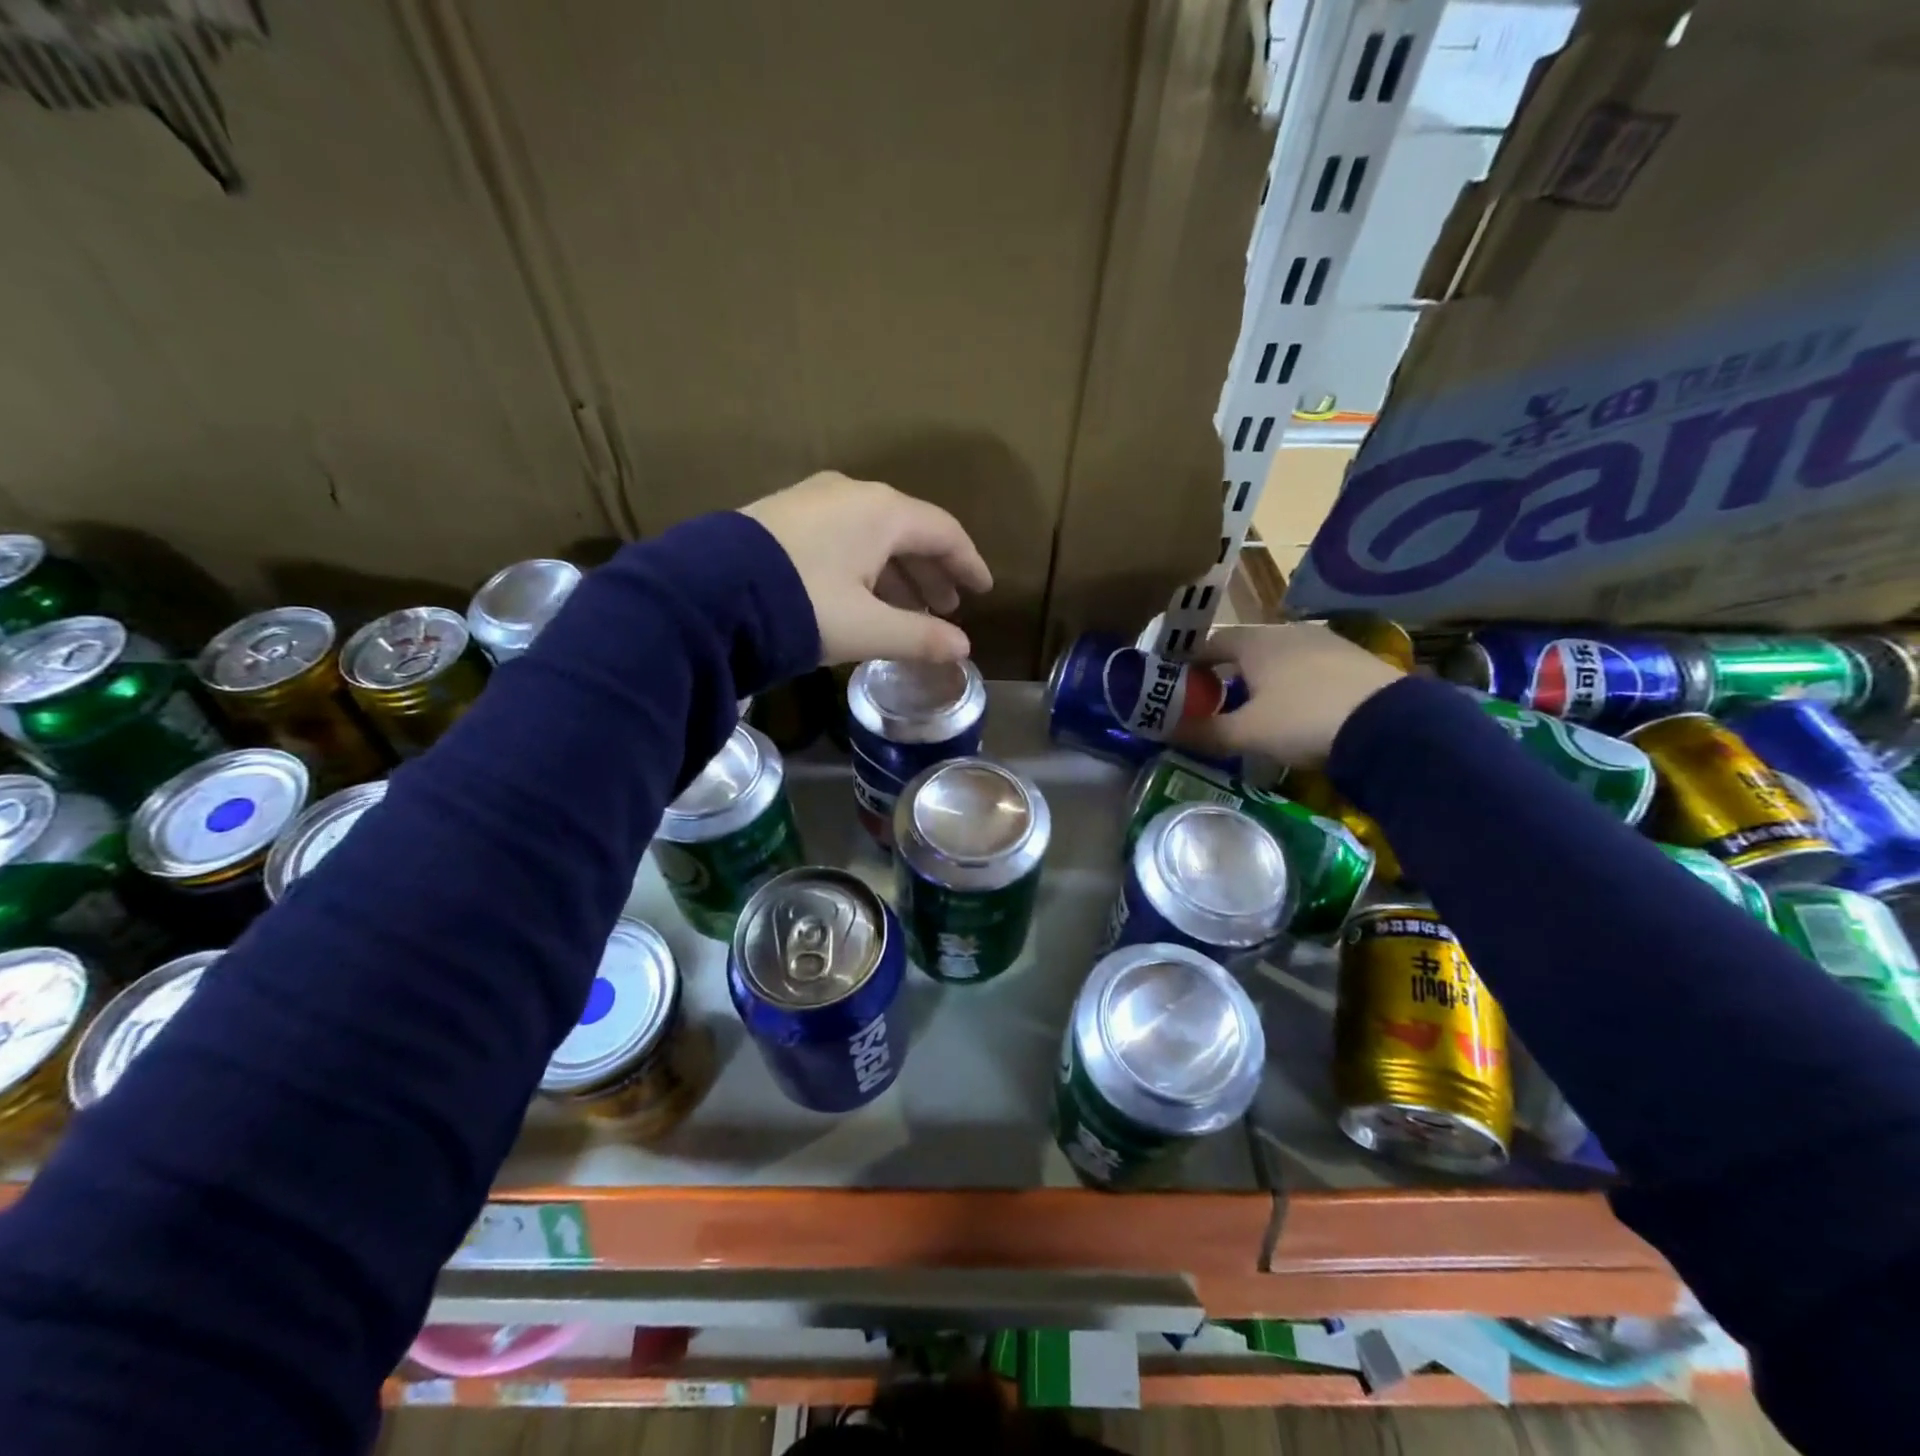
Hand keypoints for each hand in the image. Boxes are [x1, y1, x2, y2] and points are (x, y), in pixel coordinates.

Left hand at [741, 472, 992, 664]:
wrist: (706, 593)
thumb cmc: (802, 606)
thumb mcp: (867, 628)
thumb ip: (920, 638)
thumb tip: (962, 649)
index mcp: (882, 512)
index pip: (944, 532)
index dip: (968, 564)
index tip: (983, 591)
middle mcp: (852, 495)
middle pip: (909, 532)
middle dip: (932, 573)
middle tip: (947, 608)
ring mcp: (814, 501)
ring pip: (874, 536)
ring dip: (898, 574)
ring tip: (910, 611)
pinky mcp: (784, 517)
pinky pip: (844, 537)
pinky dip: (866, 567)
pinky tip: (864, 597)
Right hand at [1177, 623, 1403, 766]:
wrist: (1390, 725)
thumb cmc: (1302, 720)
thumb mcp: (1246, 733)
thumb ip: (1204, 731)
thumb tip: (1165, 731)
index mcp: (1255, 641)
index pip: (1210, 643)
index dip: (1190, 663)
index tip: (1179, 685)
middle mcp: (1287, 631)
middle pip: (1245, 647)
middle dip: (1226, 671)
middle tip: (1215, 699)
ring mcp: (1325, 641)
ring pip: (1279, 656)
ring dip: (1262, 677)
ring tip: (1257, 707)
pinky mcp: (1354, 658)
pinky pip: (1309, 666)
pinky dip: (1294, 682)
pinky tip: (1299, 708)